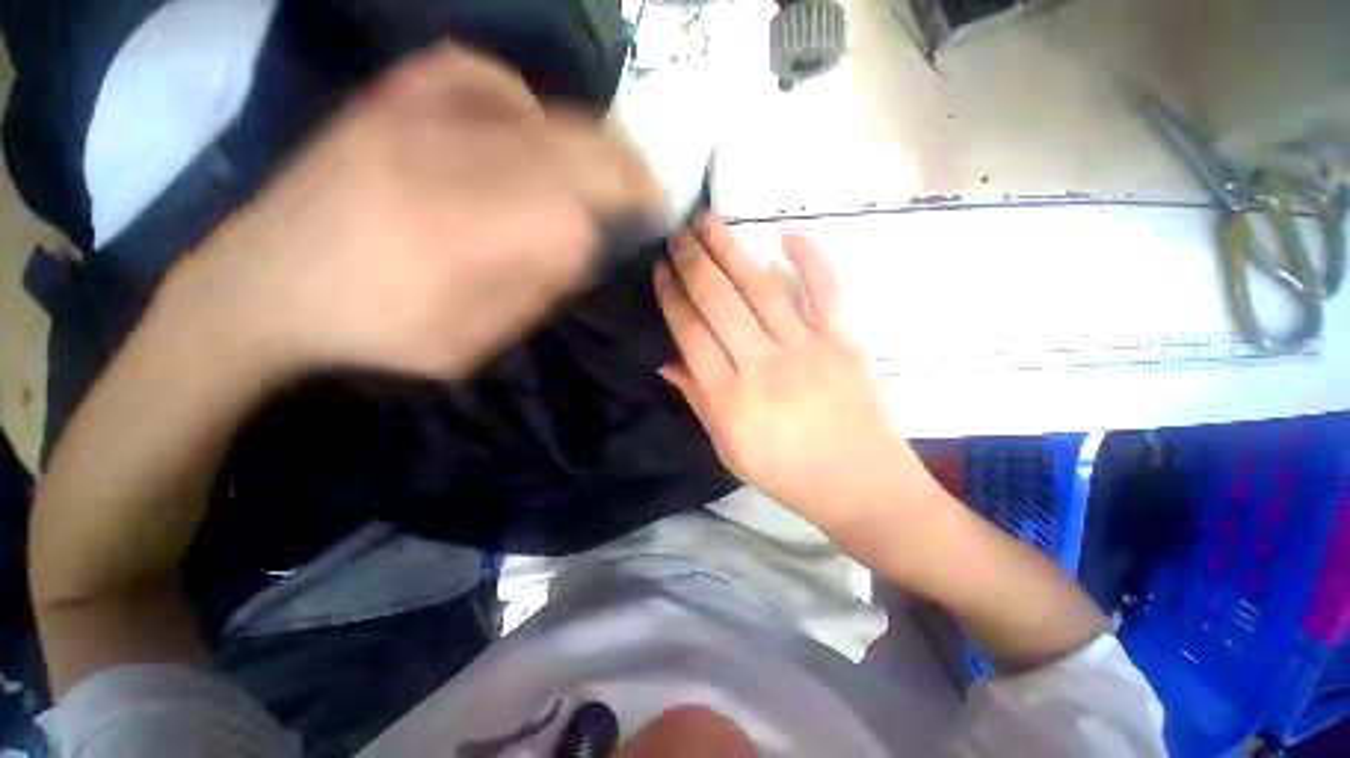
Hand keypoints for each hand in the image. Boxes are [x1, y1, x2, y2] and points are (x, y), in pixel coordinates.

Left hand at [163, 42, 662, 380]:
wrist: (264, 286)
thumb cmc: (377, 329)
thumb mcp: (473, 341)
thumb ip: (537, 289)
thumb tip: (586, 241)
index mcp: (468, 234)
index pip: (579, 205)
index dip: (627, 204)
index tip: (654, 213)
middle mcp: (448, 161)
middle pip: (569, 146)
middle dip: (625, 165)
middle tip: (650, 183)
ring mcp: (415, 118)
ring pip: (537, 111)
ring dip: (586, 137)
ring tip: (605, 163)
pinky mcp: (392, 100)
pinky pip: (478, 74)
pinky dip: (521, 98)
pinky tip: (527, 125)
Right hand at [654, 215, 929, 536]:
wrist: (863, 487)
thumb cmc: (789, 476)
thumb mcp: (729, 450)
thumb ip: (698, 401)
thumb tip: (668, 362)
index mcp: (731, 400)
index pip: (692, 335)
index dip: (672, 299)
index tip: (660, 272)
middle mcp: (764, 367)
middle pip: (720, 303)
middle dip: (694, 264)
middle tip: (676, 237)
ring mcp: (808, 350)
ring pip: (762, 289)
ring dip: (732, 250)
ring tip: (709, 221)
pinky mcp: (844, 342)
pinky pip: (826, 290)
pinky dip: (809, 257)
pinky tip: (786, 232)